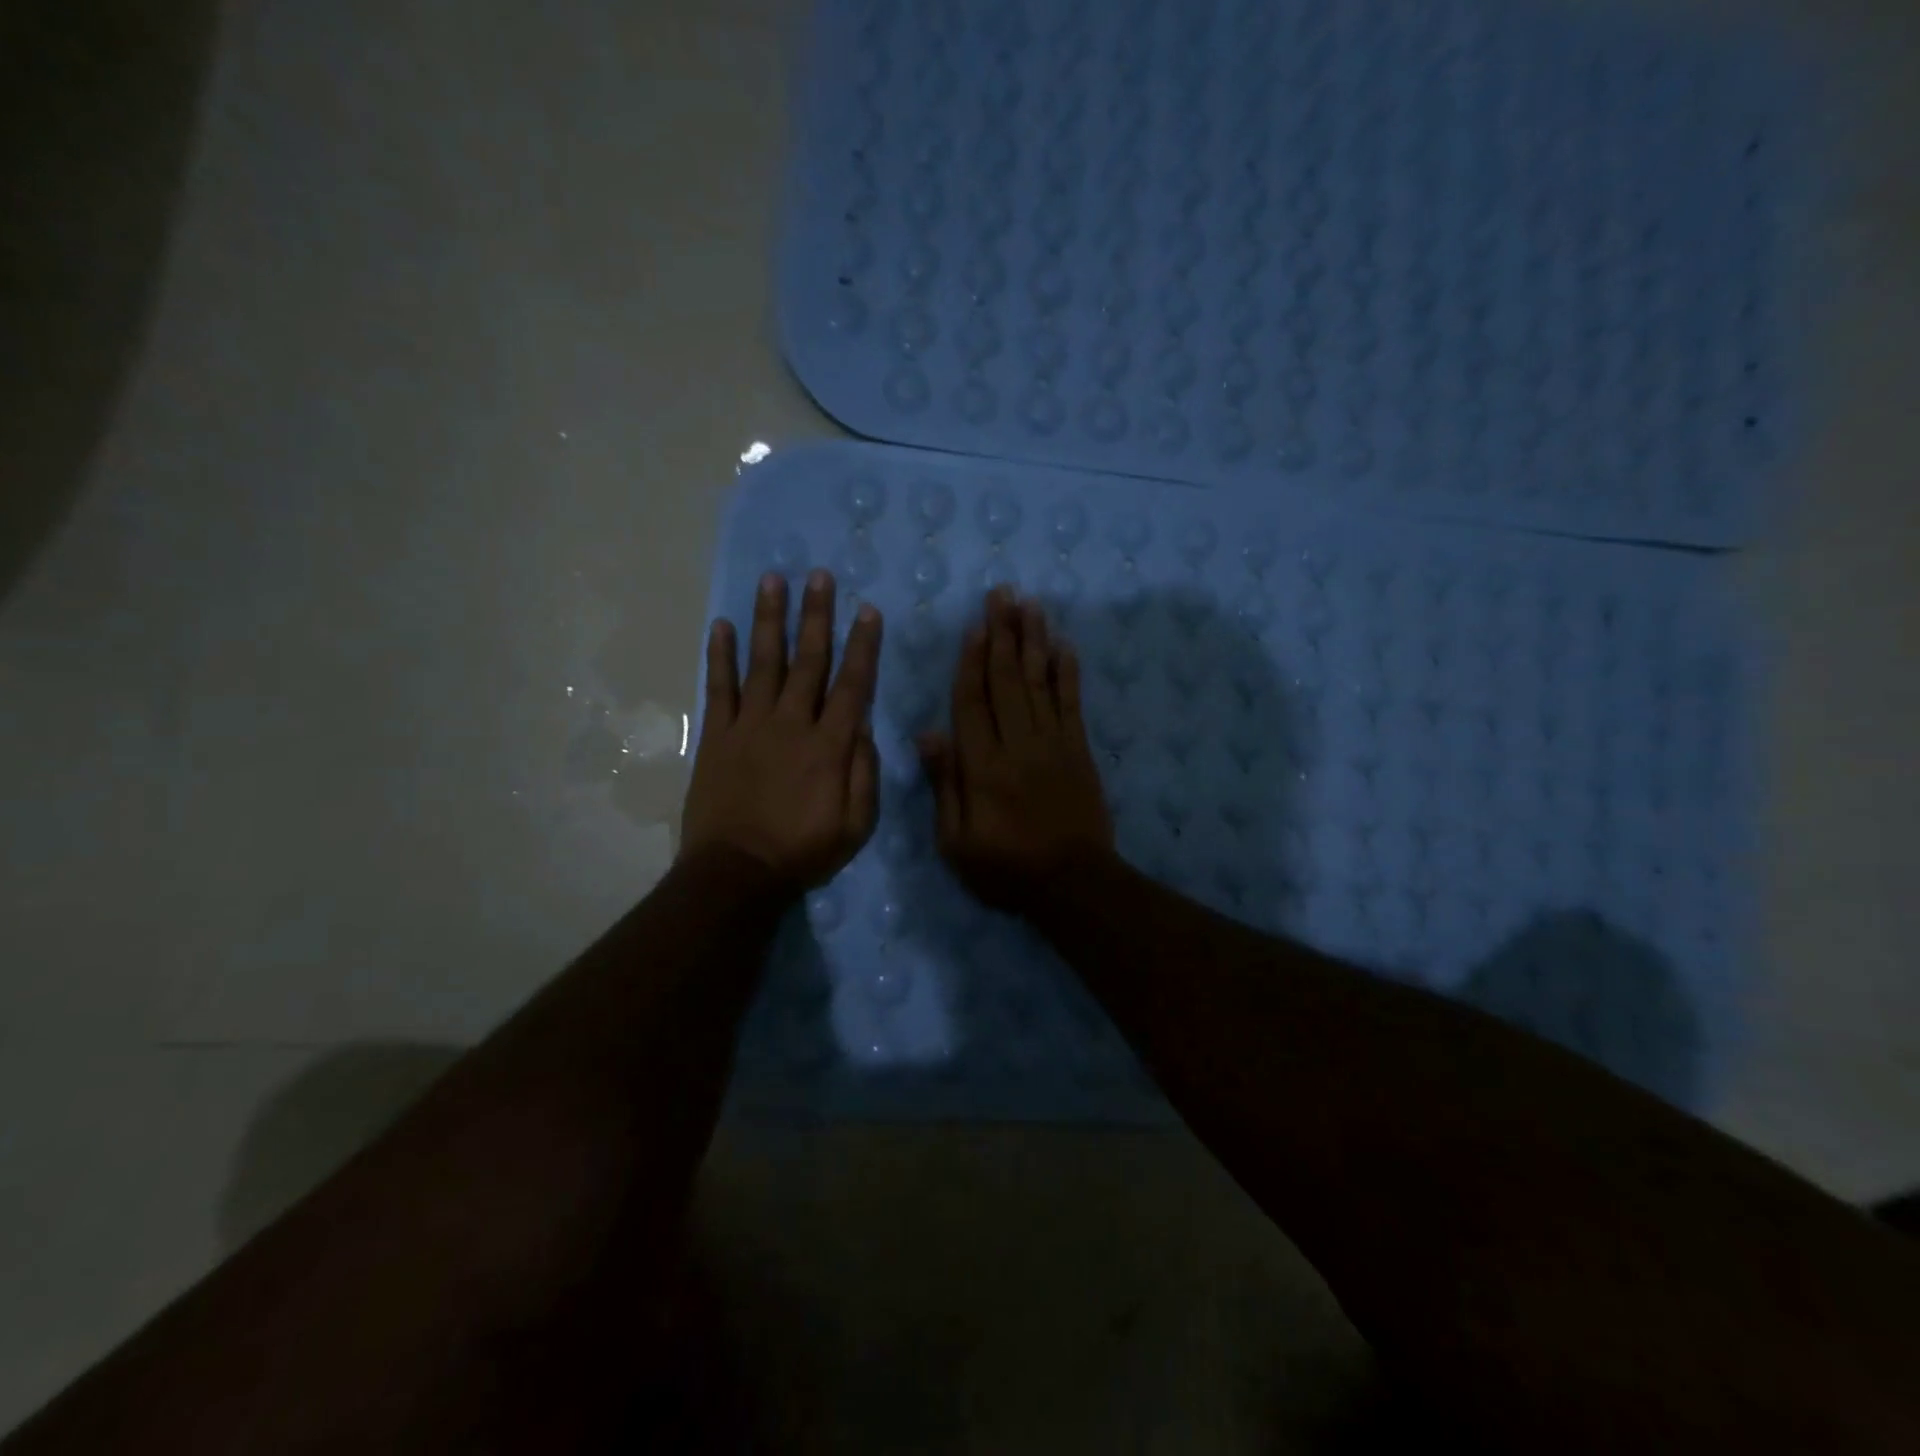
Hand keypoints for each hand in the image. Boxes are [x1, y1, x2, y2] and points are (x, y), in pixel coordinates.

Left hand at [681, 569, 882, 891]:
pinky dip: (719, 655)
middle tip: (819, 576)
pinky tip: (720, 624)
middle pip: (808, 661)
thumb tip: (863, 726)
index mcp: (829, 745)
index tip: (867, 610)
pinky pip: (719, 688)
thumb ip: (864, 772)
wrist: (737, 872)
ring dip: (769, 620)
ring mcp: (750, 726)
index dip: (862, 646)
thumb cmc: (803, 851)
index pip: (852, 685)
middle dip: (816, 616)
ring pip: (764, 663)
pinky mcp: (718, 736)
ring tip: (773, 581)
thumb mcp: (856, 824)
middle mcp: (791, 723)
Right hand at [918, 589, 1114, 915]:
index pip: (972, 702)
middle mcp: (1018, 744)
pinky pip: (1072, 703)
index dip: (971, 662)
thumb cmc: (1005, 869)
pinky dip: (1068, 673)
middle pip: (1007, 680)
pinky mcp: (1079, 751)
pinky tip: (1065, 645)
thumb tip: (928, 733)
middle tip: (1002, 593)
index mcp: (983, 766)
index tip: (974, 626)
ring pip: (1040, 682)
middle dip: (1003, 634)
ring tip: (1030, 604)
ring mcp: (1053, 744)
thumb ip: (945, 785)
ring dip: (1034, 640)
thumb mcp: (956, 842)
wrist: (1072, 885)